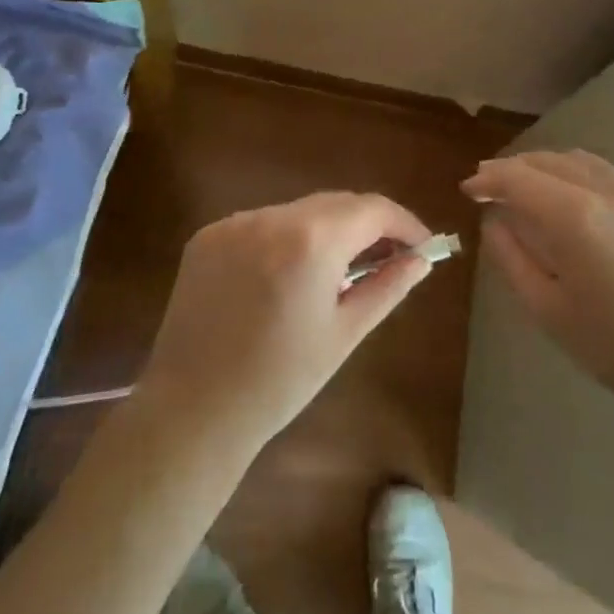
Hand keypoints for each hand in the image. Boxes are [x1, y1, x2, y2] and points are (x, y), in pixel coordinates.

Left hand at [137, 192, 436, 456]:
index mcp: (311, 240)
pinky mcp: (207, 236)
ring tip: (335, 273)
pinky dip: (284, 239)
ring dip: (325, 230)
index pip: (372, 208)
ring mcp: (234, 223)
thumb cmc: (280, 380)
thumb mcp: (344, 334)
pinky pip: (262, 224)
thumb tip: (421, 259)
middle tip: (387, 258)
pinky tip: (285, 277)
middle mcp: (272, 217)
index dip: (404, 222)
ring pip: (298, 211)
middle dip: (367, 225)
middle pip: (336, 203)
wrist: (192, 410)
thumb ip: (387, 287)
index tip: (421, 246)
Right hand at [464, 150, 613, 422]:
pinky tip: (577, 203)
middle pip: (549, 161)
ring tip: (529, 183)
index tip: (468, 188)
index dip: (488, 178)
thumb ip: (512, 258)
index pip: (519, 178)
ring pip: (583, 163)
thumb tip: (495, 222)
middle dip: (513, 167)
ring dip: (547, 165)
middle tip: (489, 182)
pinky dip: (579, 178)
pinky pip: (611, 180)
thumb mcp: (548, 310)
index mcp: (574, 217)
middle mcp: (607, 194)